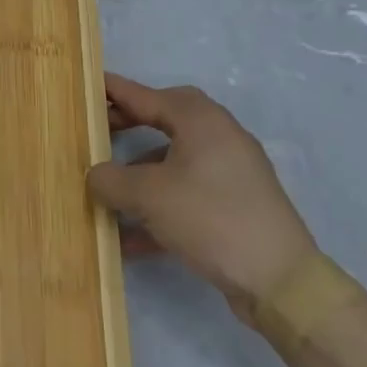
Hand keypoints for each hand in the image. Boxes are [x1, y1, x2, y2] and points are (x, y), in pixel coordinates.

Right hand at [88, 73, 316, 320]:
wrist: (279, 281)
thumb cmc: (209, 218)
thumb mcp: (147, 195)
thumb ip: (111, 179)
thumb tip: (96, 175)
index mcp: (201, 121)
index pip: (148, 96)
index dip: (114, 91)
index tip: (88, 86)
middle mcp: (220, 138)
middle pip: (166, 119)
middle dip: (130, 124)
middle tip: (98, 131)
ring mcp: (232, 173)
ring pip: (176, 160)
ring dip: (141, 171)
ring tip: (109, 190)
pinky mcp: (236, 206)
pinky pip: (188, 194)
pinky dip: (159, 206)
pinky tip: (131, 238)